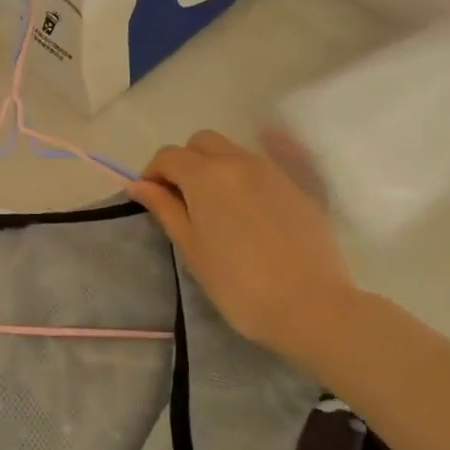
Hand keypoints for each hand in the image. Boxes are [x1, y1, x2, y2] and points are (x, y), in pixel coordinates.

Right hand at [127, 129, 360, 365]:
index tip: (152, 200)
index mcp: (206, 175)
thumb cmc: (238, 283)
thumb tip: (138, 185)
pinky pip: (260, 169)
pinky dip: (243, 179)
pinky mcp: (296, 188)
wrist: (311, 306)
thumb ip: (164, 209)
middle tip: (182, 199)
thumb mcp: (191, 248)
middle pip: (202, 142)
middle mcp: (238, 162)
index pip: (168, 156)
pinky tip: (246, 213)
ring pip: (233, 152)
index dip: (153, 174)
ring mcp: (272, 172)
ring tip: (215, 208)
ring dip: (214, 167)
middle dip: (185, 162)